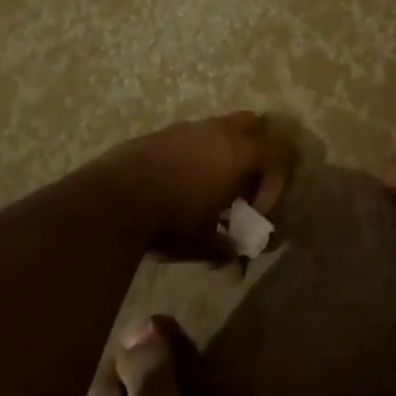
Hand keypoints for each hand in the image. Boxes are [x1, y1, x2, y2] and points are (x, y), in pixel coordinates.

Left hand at [89, 111, 293, 260]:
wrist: (111, 198)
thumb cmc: (170, 219)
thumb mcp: (204, 242)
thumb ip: (226, 250)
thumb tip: (234, 269)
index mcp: (241, 153)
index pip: (283, 154)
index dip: (278, 184)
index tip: (255, 213)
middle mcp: (220, 131)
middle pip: (256, 126)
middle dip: (256, 154)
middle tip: (241, 187)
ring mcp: (190, 127)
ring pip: (222, 127)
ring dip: (223, 153)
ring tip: (207, 188)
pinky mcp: (162, 132)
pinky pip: (192, 136)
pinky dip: (195, 155)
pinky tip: (177, 185)